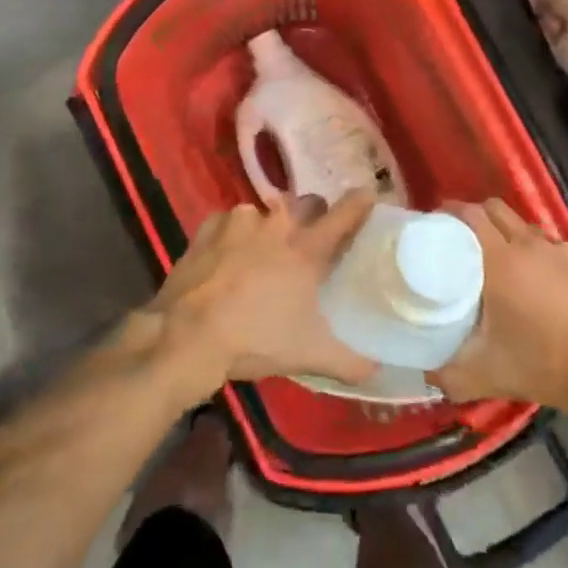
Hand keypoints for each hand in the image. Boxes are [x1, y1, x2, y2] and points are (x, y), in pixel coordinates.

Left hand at [152, 192, 378, 397]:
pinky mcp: (208, 228)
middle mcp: (277, 225)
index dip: (361, 202)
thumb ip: (351, 363)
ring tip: (263, 252)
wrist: (187, 336)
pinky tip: (226, 256)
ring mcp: (239, 222)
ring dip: (269, 227)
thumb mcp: (310, 356)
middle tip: (310, 239)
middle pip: (306, 204)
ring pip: (265, 211)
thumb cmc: (256, 340)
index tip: (369, 195)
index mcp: (307, 249)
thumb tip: (379, 372)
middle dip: (313, 215)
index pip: (345, 213)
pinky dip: (232, 234)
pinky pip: (228, 222)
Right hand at [429, 199, 567, 414]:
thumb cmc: (557, 363)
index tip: (430, 227)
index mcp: (502, 261)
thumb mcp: (497, 377)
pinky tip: (537, 284)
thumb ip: (453, 376)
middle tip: (456, 243)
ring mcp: (562, 251)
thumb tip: (427, 374)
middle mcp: (530, 245)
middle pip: (494, 210)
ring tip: (494, 263)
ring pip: (523, 226)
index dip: (446, 213)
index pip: (468, 215)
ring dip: (504, 233)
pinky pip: (549, 245)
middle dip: (472, 217)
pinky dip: (533, 252)